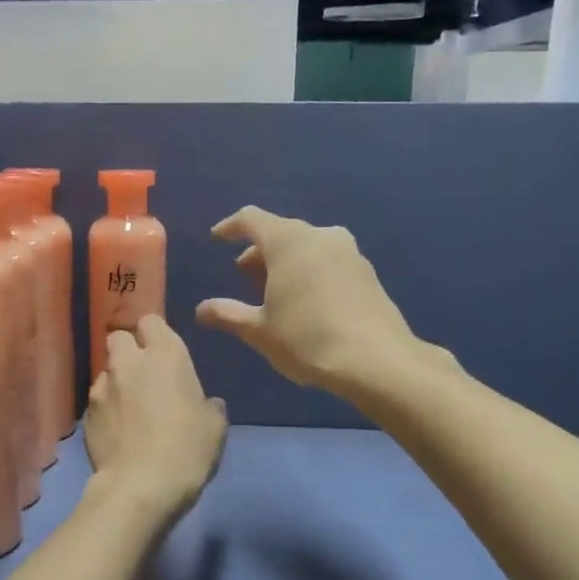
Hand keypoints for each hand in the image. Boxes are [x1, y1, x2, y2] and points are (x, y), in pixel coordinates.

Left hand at [84, 315, 227, 519]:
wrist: (141, 486)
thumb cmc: (188, 448)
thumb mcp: (215, 426)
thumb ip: (209, 405)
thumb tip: (206, 403)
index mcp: (165, 354)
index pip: (150, 320)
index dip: (155, 334)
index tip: (163, 352)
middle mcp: (129, 361)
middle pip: (118, 337)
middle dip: (128, 350)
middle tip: (144, 375)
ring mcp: (102, 386)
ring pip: (106, 370)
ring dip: (117, 381)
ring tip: (129, 409)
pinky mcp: (86, 414)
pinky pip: (97, 401)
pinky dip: (106, 410)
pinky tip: (117, 431)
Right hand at [195, 206, 418, 394]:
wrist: (376, 361)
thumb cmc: (307, 340)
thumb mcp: (260, 331)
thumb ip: (228, 314)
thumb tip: (202, 309)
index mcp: (288, 241)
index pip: (251, 219)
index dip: (230, 227)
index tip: (217, 239)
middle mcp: (320, 235)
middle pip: (281, 232)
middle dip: (259, 252)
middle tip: (245, 279)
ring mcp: (348, 252)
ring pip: (306, 246)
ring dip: (286, 262)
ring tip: (275, 293)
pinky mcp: (366, 272)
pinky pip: (327, 260)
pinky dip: (310, 271)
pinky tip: (307, 302)